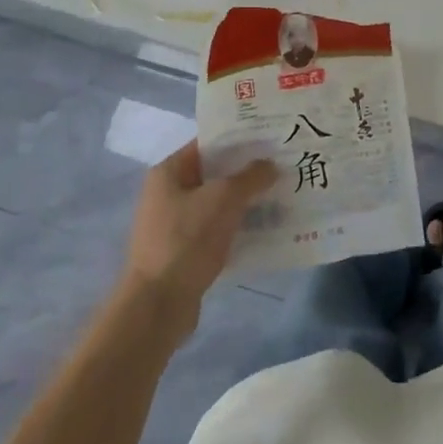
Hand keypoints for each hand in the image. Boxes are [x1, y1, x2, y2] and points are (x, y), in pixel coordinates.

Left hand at [123, 141, 277, 319]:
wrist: (159, 303)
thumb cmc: (187, 240)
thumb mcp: (224, 199)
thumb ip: (250, 177)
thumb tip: (270, 165)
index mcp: (168, 172)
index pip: (207, 144)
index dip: (239, 140)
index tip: (270, 139)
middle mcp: (168, 193)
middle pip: (214, 173)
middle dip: (247, 171)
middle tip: (283, 166)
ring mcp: (174, 224)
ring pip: (218, 203)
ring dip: (245, 200)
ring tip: (281, 195)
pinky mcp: (184, 251)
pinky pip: (217, 229)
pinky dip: (238, 226)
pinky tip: (265, 228)